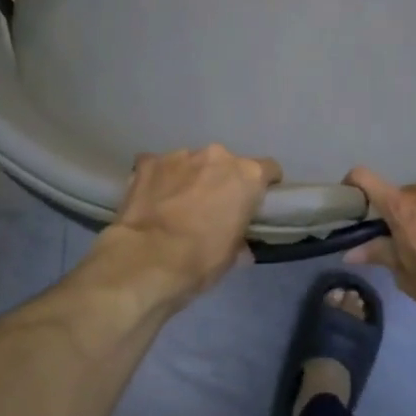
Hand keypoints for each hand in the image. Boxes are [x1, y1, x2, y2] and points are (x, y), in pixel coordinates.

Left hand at [90, 145, 281, 308]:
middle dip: (221, 182)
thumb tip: (240, 245)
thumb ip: (240, 238)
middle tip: (211, 208)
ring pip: (192, 164)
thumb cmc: (201, 260)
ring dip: (190, 179)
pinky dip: (159, 180)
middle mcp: (217, 156)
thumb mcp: (232, 255)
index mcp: (247, 176)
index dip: (262, 186)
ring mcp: (179, 155)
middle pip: (226, 165)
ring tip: (176, 206)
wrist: (148, 259)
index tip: (253, 203)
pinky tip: (152, 200)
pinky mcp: (148, 162)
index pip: (268, 170)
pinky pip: (159, 167)